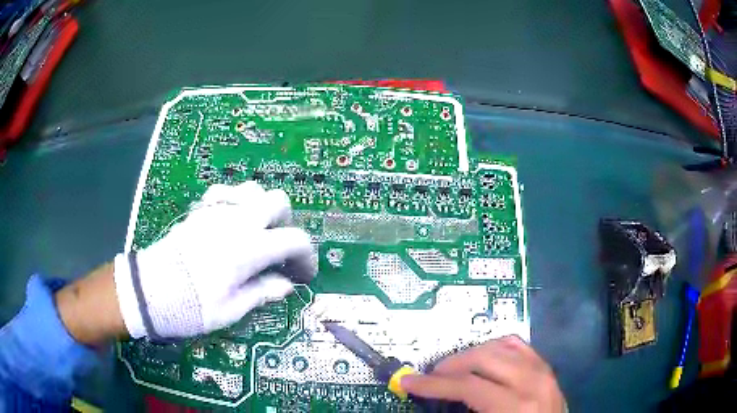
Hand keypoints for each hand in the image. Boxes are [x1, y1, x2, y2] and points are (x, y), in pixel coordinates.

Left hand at [113, 181, 315, 338]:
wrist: (150, 290)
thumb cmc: (192, 305)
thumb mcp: (231, 309)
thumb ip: (262, 292)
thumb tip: (286, 285)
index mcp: (250, 248)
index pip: (295, 239)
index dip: (306, 256)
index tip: (302, 274)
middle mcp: (237, 221)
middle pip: (278, 201)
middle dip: (286, 223)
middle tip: (278, 249)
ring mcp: (216, 211)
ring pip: (252, 189)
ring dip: (261, 208)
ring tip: (255, 232)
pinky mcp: (199, 211)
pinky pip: (225, 194)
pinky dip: (235, 203)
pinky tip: (229, 223)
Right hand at [401, 336, 564, 412]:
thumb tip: (434, 399)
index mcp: (516, 406)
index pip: (467, 385)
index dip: (432, 384)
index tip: (408, 381)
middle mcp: (532, 381)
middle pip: (483, 359)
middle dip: (450, 365)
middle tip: (431, 376)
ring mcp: (543, 371)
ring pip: (500, 346)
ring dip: (471, 354)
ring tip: (455, 368)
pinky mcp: (547, 369)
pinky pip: (519, 346)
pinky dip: (496, 348)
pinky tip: (484, 358)